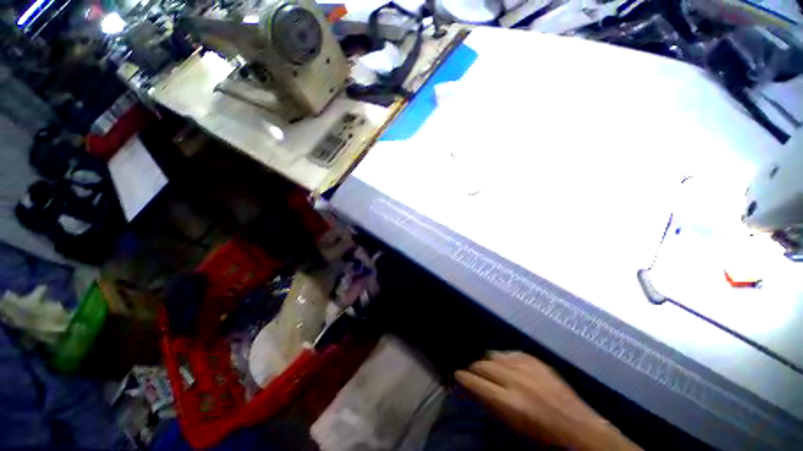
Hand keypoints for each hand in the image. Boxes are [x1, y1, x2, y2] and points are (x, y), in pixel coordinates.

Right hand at [455, 351, 639, 450]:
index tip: (456, 376)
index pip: (476, 384)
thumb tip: (476, 390)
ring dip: (487, 361)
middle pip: (483, 366)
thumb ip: (492, 404)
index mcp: (510, 402)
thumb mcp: (514, 426)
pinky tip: (504, 362)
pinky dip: (503, 357)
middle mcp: (515, 380)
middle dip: (473, 369)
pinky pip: (511, 352)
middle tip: (470, 372)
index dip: (463, 378)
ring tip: (486, 367)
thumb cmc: (543, 435)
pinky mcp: (536, 360)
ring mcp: (527, 367)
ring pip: (495, 355)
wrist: (579, 428)